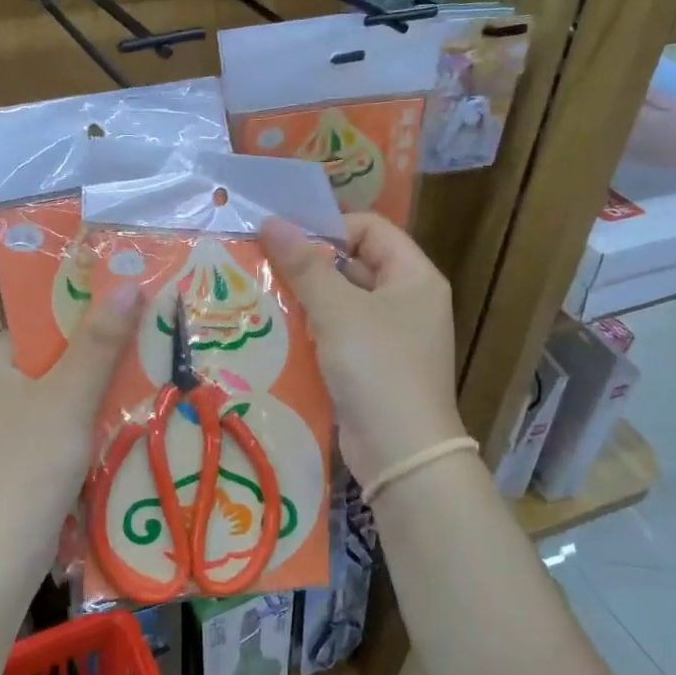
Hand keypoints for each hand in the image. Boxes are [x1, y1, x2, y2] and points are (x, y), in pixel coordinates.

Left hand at [0, 283, 141, 567]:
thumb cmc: (30, 463)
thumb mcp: (71, 395)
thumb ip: (100, 341)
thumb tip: (127, 283)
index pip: (41, 325)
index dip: (87, 322)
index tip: (132, 323)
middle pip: (50, 361)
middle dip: (96, 363)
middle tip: (145, 357)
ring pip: (53, 398)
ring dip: (92, 398)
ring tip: (140, 391)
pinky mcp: (4, 461)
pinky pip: (49, 428)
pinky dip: (78, 428)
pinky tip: (112, 433)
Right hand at [261, 213, 466, 488]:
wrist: (401, 453)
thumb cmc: (377, 368)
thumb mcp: (338, 311)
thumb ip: (304, 266)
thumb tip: (272, 221)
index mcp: (414, 277)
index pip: (371, 229)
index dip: (330, 228)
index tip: (285, 239)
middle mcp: (407, 301)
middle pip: (354, 265)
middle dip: (310, 265)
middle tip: (263, 264)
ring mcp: (391, 337)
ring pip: (342, 302)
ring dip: (306, 299)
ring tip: (261, 295)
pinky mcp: (372, 368)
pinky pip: (338, 335)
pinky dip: (312, 331)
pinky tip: (277, 332)